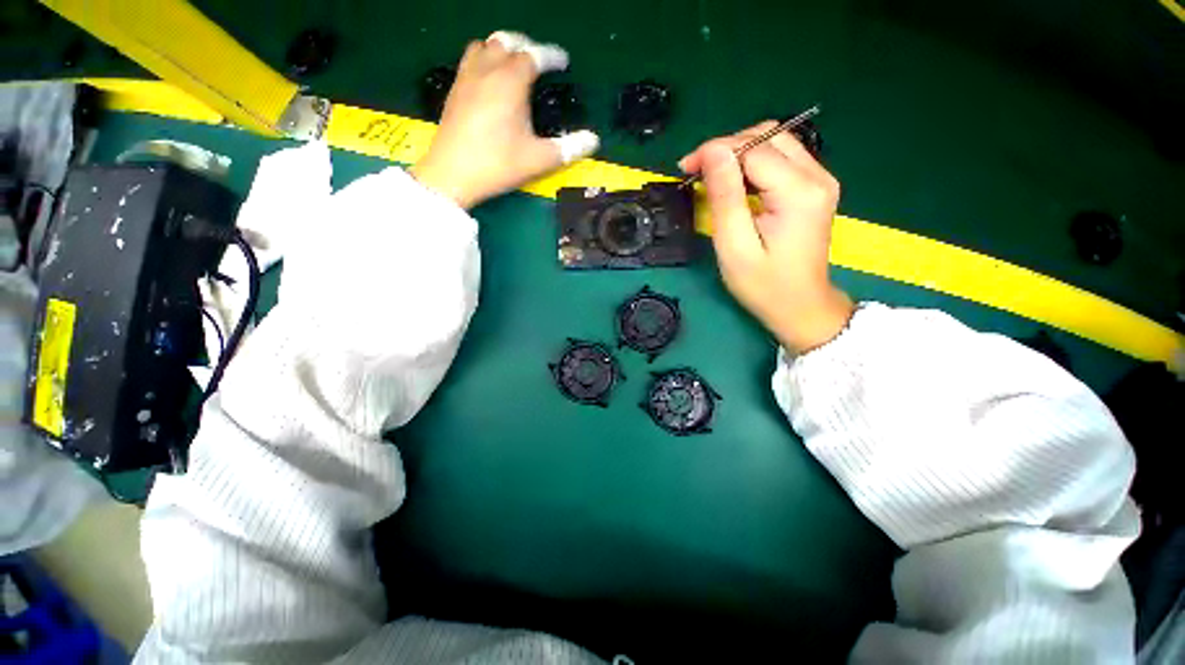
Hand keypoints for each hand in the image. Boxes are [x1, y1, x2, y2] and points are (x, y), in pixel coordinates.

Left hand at [412, 32, 598, 208]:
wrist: (453, 174)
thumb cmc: (498, 164)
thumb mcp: (539, 159)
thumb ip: (569, 148)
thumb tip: (594, 140)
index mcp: (510, 82)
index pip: (534, 56)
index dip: (551, 56)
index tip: (563, 62)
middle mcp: (487, 71)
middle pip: (506, 41)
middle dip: (526, 46)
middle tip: (539, 61)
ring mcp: (466, 78)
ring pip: (483, 46)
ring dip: (501, 48)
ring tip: (513, 64)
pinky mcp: (454, 91)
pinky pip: (469, 61)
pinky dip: (484, 60)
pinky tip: (489, 81)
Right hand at [680, 122, 854, 353]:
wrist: (801, 305)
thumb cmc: (763, 284)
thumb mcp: (734, 246)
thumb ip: (725, 196)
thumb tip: (712, 151)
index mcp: (798, 192)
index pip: (753, 147)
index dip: (715, 151)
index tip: (686, 168)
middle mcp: (817, 176)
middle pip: (767, 136)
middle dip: (726, 147)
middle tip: (695, 171)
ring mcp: (820, 179)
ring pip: (775, 141)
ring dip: (739, 151)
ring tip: (711, 175)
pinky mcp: (815, 187)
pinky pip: (782, 157)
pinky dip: (753, 162)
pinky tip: (735, 180)